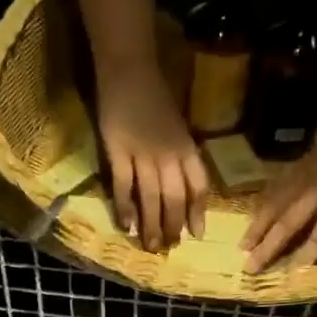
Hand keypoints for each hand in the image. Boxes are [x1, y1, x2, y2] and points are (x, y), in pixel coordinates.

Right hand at [94, 59, 209, 249]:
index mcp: (186, 148)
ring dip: (151, 225)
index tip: (196, 234)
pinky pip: (124, 186)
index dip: (198, 212)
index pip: (198, 185)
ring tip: (150, 246)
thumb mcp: (177, 127)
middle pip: (175, 198)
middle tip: (169, 247)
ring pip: (151, 197)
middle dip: (173, 226)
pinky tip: (127, 226)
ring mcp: (143, 154)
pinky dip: (125, 208)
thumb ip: (180, 155)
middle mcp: (169, 155)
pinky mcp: (118, 151)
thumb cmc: (154, 97)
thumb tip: (181, 186)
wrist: (129, 68)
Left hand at [242, 115, 316, 270]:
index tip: (242, 246)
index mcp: (306, 174)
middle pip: (287, 224)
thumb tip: (276, 200)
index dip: (258, 226)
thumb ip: (301, 178)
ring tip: (288, 278)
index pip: (274, 203)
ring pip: (316, 237)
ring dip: (301, 259)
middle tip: (250, 269)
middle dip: (267, 248)